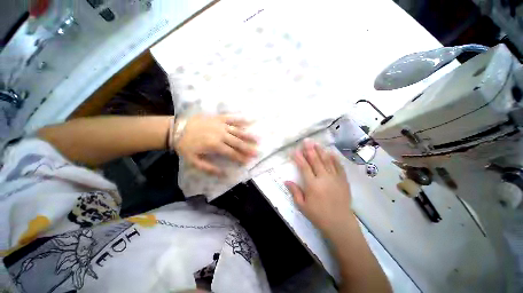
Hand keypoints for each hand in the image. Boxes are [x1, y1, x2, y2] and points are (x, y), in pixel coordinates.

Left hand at [174, 114, 257, 174]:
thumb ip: (209, 168)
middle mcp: (221, 135)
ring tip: (258, 139)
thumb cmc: (186, 146)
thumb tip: (224, 174)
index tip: (249, 161)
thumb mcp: (193, 161)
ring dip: (248, 136)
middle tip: (257, 152)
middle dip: (248, 148)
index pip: (232, 153)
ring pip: (237, 131)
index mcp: (215, 145)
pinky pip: (231, 118)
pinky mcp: (218, 118)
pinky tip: (249, 120)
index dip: (241, 158)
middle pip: (237, 143)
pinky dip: (240, 119)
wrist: (176, 129)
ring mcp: (220, 125)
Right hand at [285, 139, 352, 237]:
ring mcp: (335, 178)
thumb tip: (286, 180)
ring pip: (327, 161)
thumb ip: (294, 191)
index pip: (304, 167)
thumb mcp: (302, 206)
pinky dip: (334, 159)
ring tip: (317, 143)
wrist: (340, 223)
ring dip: (321, 151)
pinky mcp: (343, 180)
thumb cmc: (318, 215)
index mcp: (312, 185)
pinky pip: (339, 167)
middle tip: (307, 141)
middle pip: (316, 161)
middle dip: (310, 150)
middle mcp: (324, 179)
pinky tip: (331, 152)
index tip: (295, 150)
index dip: (299, 158)